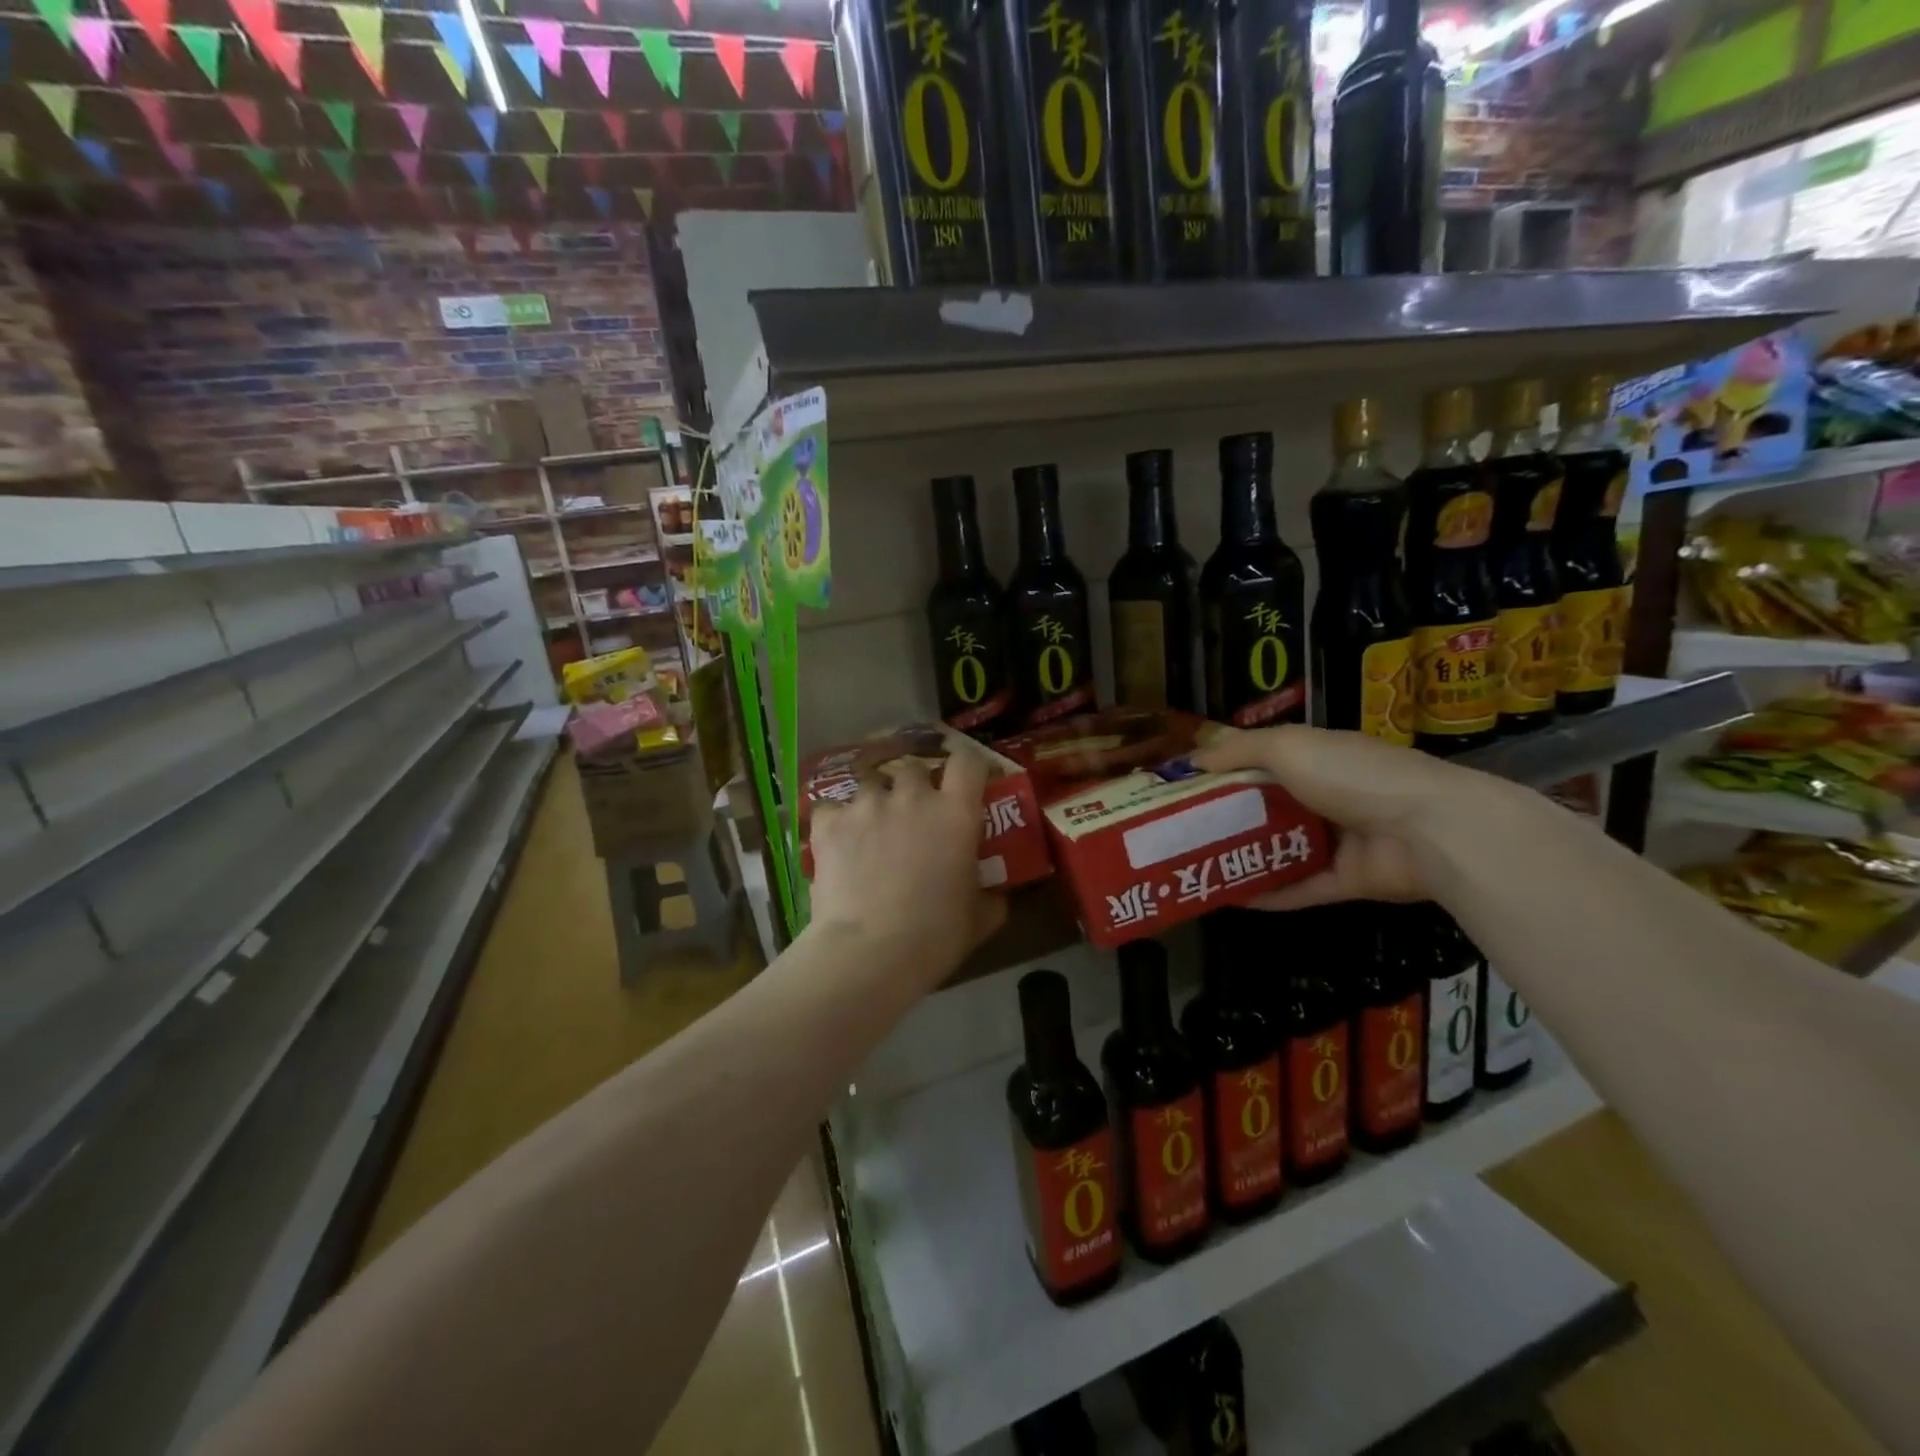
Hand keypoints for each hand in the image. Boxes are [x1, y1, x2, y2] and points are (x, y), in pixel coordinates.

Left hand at [806, 746, 1007, 985]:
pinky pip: (832, 807)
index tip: (965, 782)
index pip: (967, 761)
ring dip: (876, 801)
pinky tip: (837, 841)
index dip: (967, 766)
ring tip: (872, 829)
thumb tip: (995, 895)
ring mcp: (867, 805)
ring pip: (871, 784)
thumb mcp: (979, 920)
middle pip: (914, 768)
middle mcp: (912, 796)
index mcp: (955, 812)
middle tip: (914, 815)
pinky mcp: (830, 823)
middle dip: (915, 786)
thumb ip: (990, 897)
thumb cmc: (935, 936)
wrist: (869, 953)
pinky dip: (836, 820)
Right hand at [1192, 726, 1483, 910]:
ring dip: (1244, 857)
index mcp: (1316, 757)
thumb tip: (1193, 759)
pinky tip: (1232, 899)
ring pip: (1282, 849)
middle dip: (1227, 817)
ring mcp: (1340, 840)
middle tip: (1181, 831)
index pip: (1261, 760)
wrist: (1430, 830)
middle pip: (1268, 807)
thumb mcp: (1289, 746)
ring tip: (1198, 866)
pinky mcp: (1348, 881)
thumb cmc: (1352, 775)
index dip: (1223, 771)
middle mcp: (1327, 795)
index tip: (1184, 786)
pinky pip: (1301, 888)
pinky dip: (1270, 894)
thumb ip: (1240, 749)